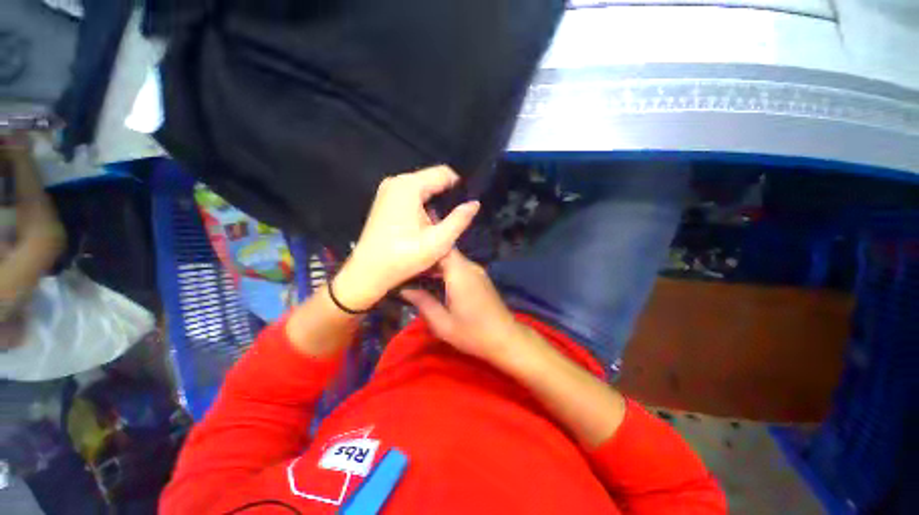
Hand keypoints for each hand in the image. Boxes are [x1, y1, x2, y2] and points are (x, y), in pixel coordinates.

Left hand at [333, 166, 479, 310]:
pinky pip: (412, 196)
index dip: (460, 188)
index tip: (467, 207)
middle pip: (432, 180)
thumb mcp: (438, 241)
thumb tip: (475, 203)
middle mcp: (396, 182)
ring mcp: (388, 191)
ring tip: (443, 224)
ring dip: (436, 203)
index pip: (444, 173)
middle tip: (456, 219)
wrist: (368, 273)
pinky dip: (424, 206)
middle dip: (447, 197)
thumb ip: (459, 220)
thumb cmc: (403, 257)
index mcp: (408, 186)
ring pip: (423, 188)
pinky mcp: (385, 201)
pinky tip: (427, 224)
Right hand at [400, 249, 531, 364]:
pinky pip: (460, 266)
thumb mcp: (443, 323)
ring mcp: (477, 271)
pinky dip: (447, 270)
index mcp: (460, 274)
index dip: (424, 249)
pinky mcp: (481, 277)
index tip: (408, 257)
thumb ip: (423, 303)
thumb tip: (405, 289)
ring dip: (437, 264)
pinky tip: (436, 282)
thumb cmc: (473, 333)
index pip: (441, 248)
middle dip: (428, 258)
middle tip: (409, 269)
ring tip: (418, 276)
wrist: (506, 339)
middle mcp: (470, 267)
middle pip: (446, 251)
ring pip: (453, 259)